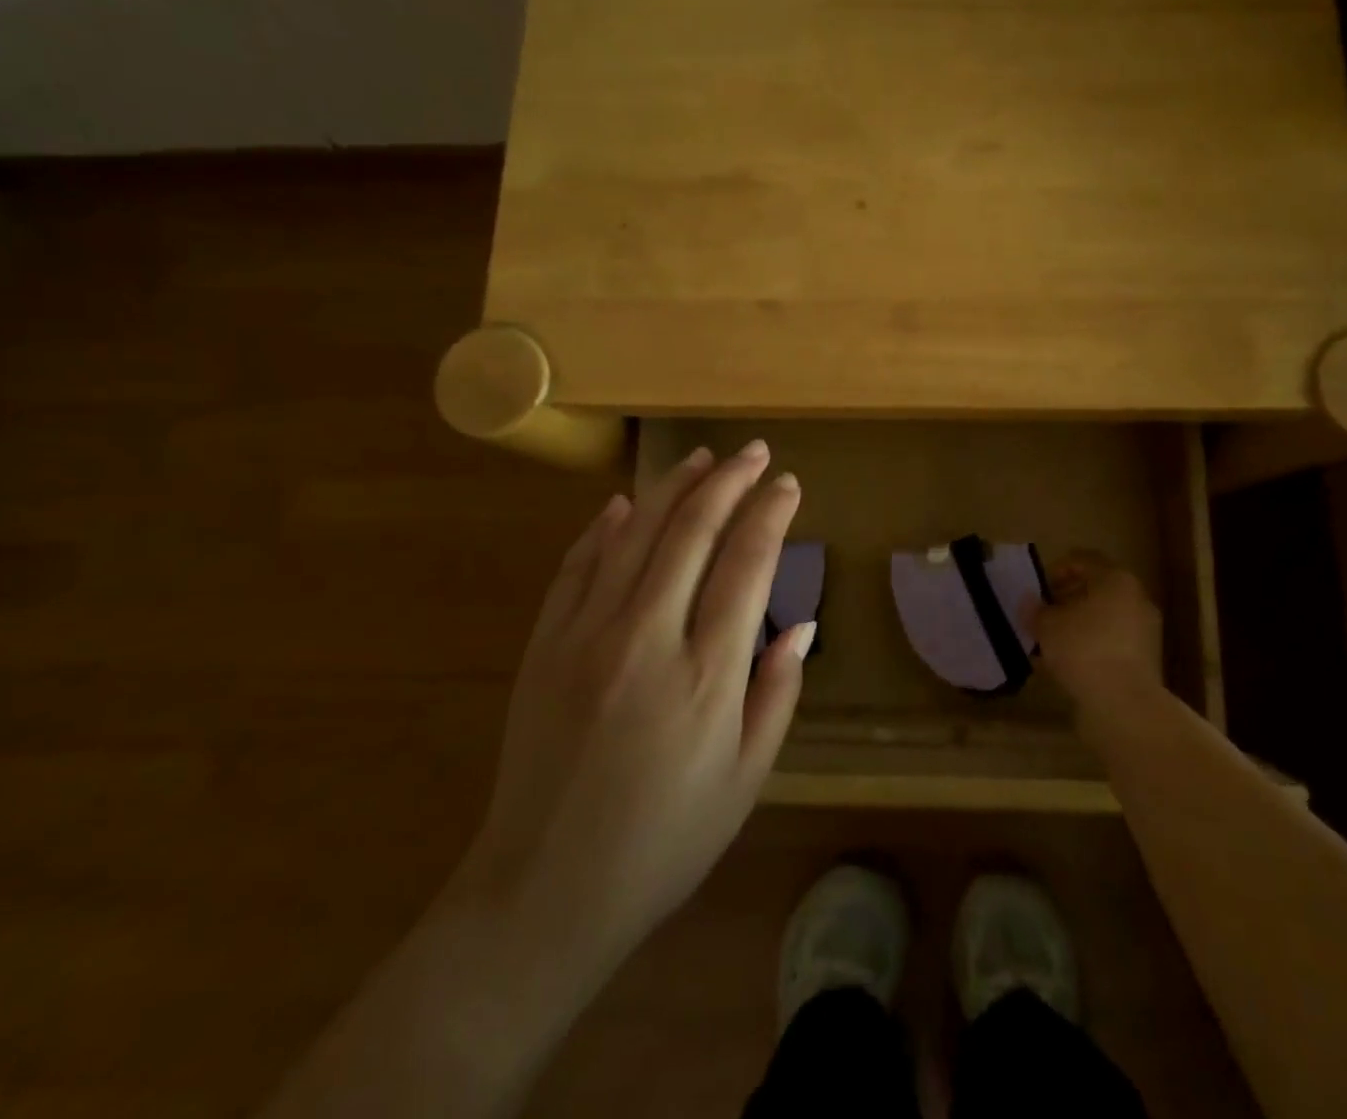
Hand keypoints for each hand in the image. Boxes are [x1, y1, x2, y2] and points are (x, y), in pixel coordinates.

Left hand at [453, 440, 810, 975]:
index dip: (770, 514)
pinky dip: (604, 528)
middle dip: (729, 481)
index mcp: (706, 676)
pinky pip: (577, 567)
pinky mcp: (544, 646)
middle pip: (693, 532)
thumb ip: (777, 693)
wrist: (544, 893)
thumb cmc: (664, 843)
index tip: (788, 485)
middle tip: (754, 453)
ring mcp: (586, 637)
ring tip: (702, 458)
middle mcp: (646, 639)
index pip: (747, 564)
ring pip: (635, 535)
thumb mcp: (746, 780)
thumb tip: (803, 625)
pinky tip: (625, 505)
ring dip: (673, 488)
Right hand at [1031, 553, 1163, 717]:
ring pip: (1106, 616)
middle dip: (1069, 597)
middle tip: (1045, 612)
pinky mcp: (1146, 659)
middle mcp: (1136, 598)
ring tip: (1054, 640)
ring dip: (1081, 623)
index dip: (1058, 568)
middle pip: (1098, 588)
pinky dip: (1093, 644)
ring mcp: (1145, 629)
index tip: (1040, 588)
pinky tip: (1070, 661)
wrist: (1125, 703)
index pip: (1084, 559)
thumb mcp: (1047, 625)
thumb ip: (1036, 610)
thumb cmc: (1083, 648)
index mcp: (1115, 579)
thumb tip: (1030, 602)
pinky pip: (1113, 641)